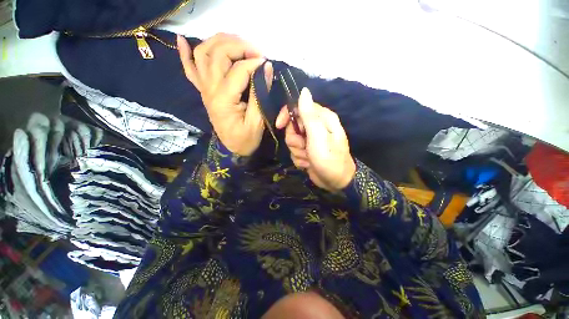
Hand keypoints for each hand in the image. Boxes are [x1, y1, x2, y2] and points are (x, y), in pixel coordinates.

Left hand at [177, 33, 272, 155]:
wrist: (232, 149)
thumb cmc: (246, 140)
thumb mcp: (257, 122)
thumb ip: (260, 95)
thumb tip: (267, 68)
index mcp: (224, 100)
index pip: (239, 70)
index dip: (255, 63)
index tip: (268, 64)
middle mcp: (209, 89)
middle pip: (218, 54)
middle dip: (239, 46)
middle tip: (256, 52)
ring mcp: (204, 89)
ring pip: (203, 54)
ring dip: (219, 41)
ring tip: (237, 42)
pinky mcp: (203, 91)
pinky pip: (189, 69)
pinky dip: (185, 53)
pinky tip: (183, 40)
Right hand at [276, 88, 355, 191]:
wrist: (336, 182)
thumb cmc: (329, 158)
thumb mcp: (318, 136)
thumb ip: (309, 115)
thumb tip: (304, 91)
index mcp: (321, 118)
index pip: (298, 107)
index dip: (287, 115)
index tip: (279, 125)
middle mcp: (315, 127)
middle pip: (292, 127)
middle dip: (295, 140)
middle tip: (304, 147)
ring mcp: (310, 140)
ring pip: (292, 141)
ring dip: (298, 152)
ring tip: (309, 157)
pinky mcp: (307, 151)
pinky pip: (295, 152)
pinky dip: (300, 159)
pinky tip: (309, 163)